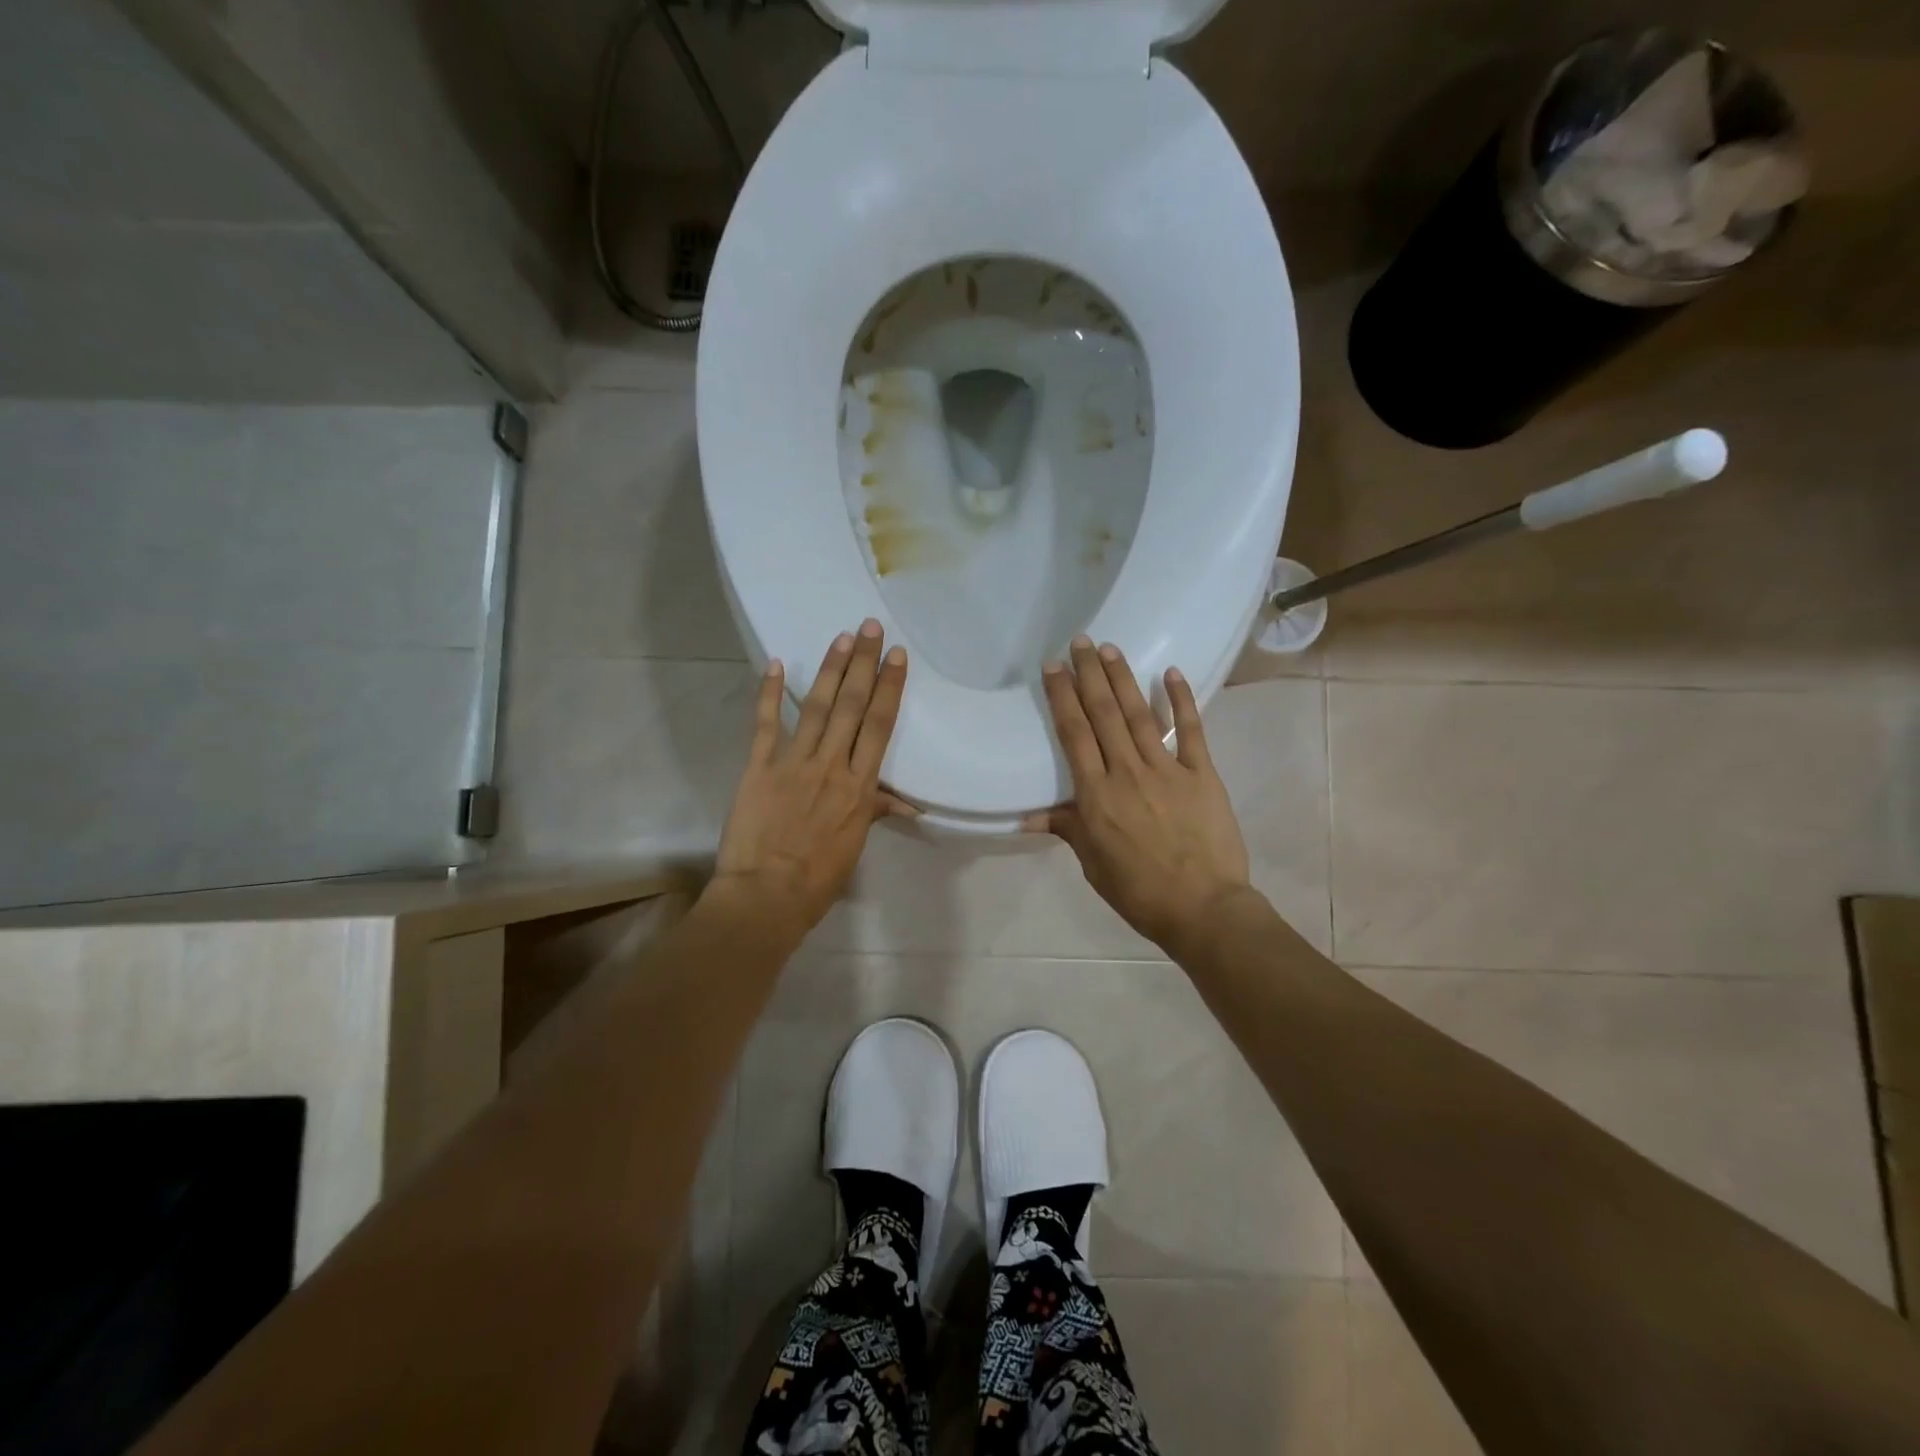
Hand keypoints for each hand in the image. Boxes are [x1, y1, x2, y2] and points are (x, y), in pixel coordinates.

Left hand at [709, 619, 911, 939]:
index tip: (896, 657)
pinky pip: (765, 725)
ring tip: (841, 637)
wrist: (766, 896)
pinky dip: (768, 693)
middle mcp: (832, 766)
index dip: (889, 688)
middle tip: (870, 627)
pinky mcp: (759, 767)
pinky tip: (774, 663)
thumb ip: (873, 812)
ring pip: (816, 707)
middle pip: (851, 706)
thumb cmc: (817, 879)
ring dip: (829, 670)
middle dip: (863, 664)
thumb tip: (904, 803)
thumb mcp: (854, 847)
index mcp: (860, 787)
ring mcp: (794, 763)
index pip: (879, 727)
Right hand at [1025, 636, 1251, 953]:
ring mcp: (1167, 770)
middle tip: (1080, 640)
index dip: (1062, 697)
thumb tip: (1028, 815)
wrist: (1204, 909)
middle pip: (1104, 714)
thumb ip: (1067, 829)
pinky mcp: (1202, 774)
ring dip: (1123, 678)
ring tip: (1110, 648)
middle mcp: (1127, 772)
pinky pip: (1190, 730)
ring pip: (1140, 714)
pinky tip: (1170, 672)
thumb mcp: (1093, 864)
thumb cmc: (1140, 892)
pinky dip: (1181, 700)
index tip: (1053, 666)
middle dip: (1089, 674)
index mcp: (1097, 796)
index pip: (1074, 734)